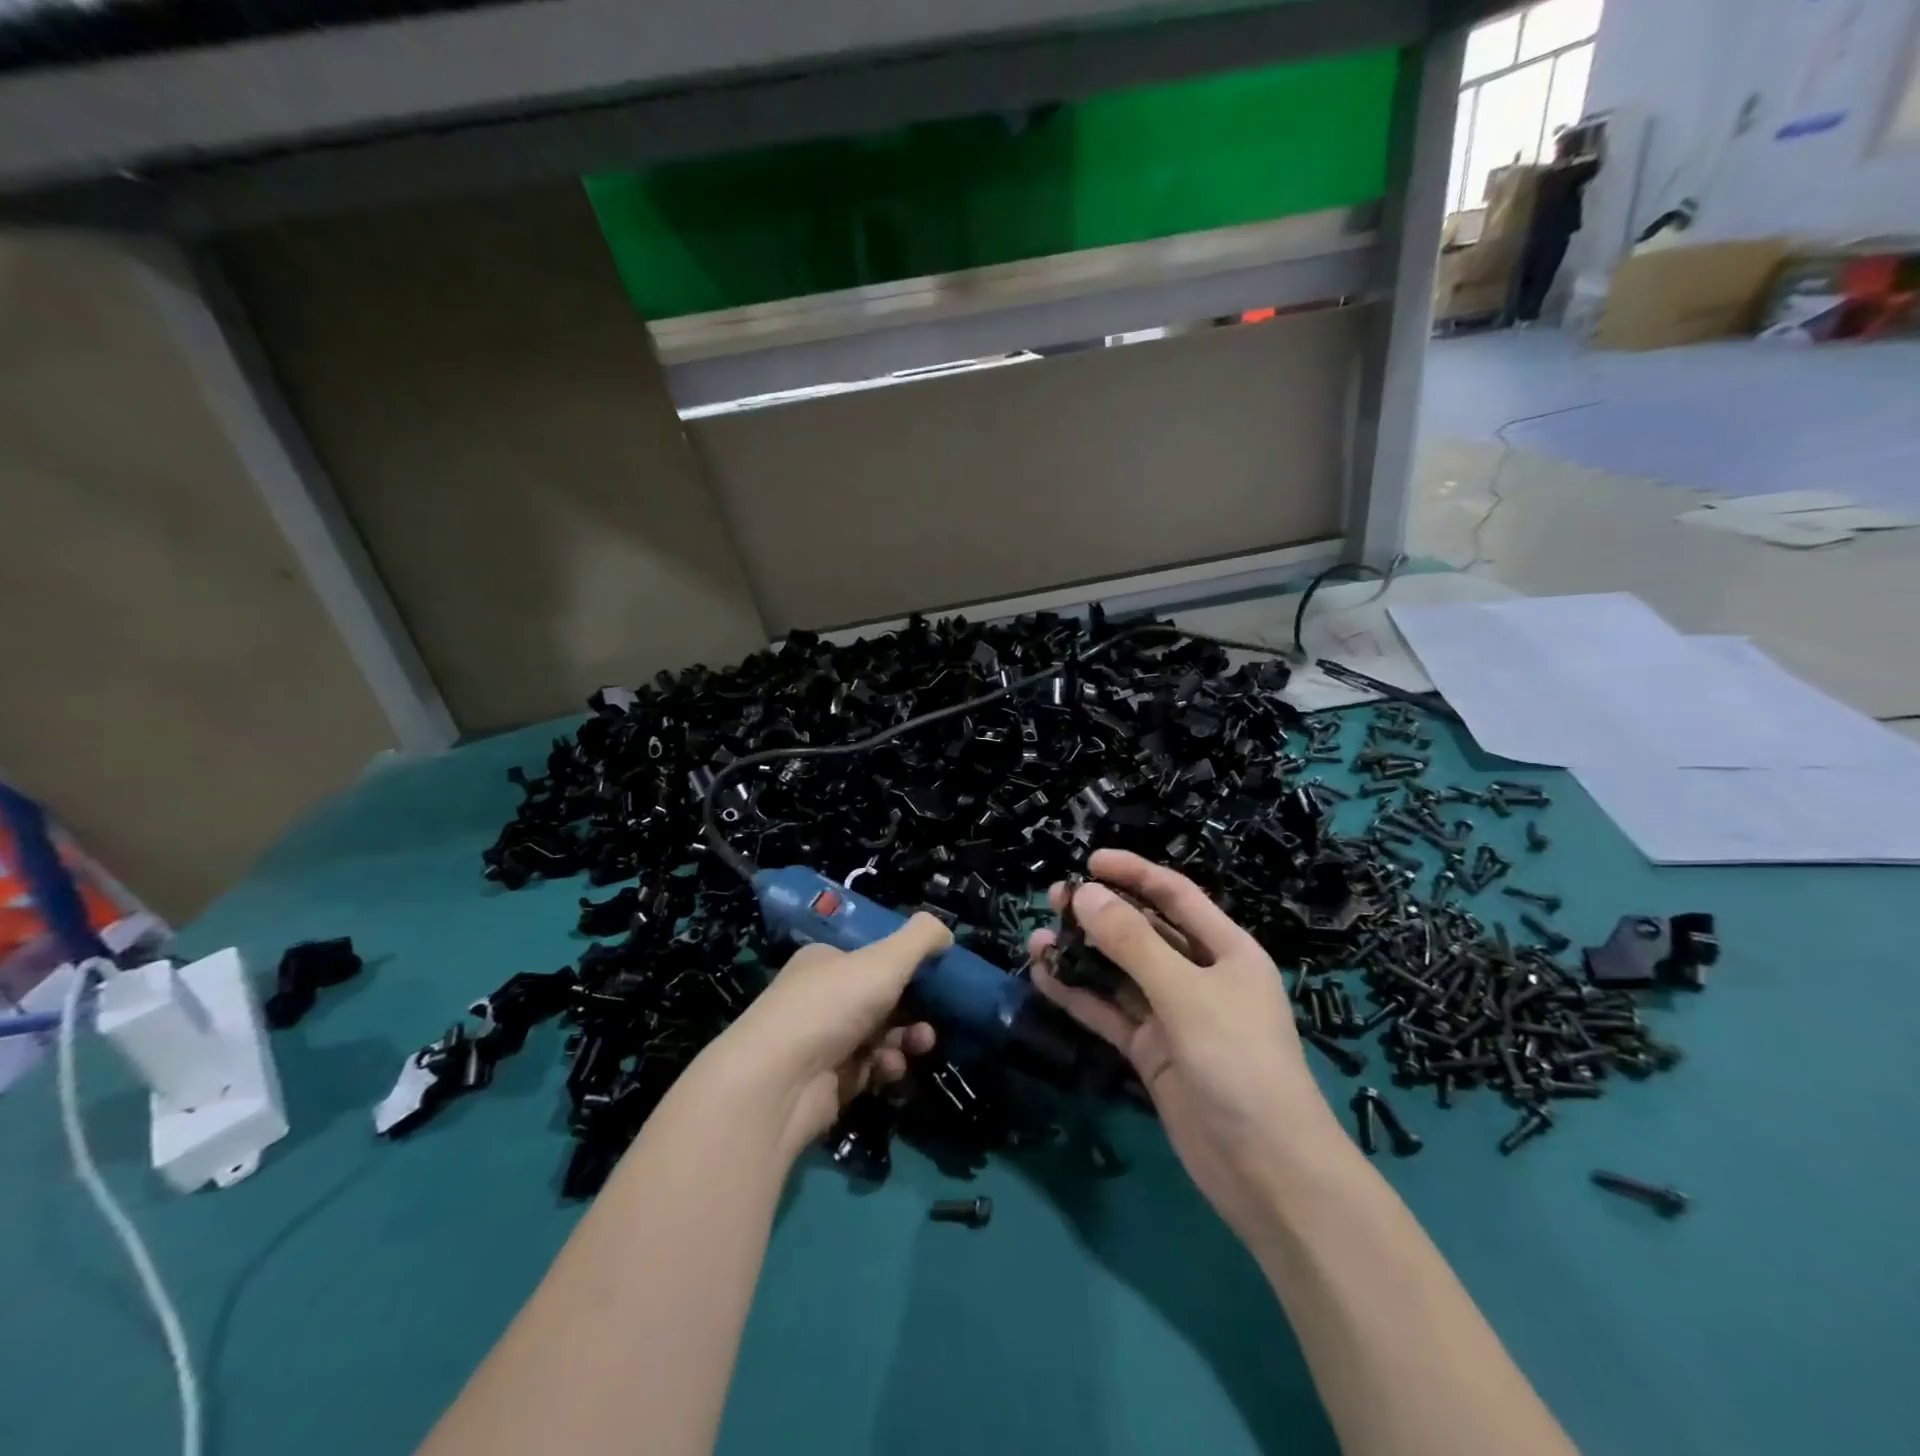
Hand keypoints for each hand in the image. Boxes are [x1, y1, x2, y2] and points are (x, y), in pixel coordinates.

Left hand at [709, 913, 948, 1157]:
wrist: (779, 1083)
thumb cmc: (832, 1005)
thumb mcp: (885, 959)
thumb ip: (920, 939)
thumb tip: (945, 931)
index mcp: (826, 960)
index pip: (871, 956)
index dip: (905, 964)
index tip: (937, 975)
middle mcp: (820, 997)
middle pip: (880, 997)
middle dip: (913, 1006)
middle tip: (937, 1015)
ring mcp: (822, 1042)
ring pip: (879, 1035)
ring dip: (905, 1037)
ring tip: (920, 1044)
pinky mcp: (827, 1083)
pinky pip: (869, 1069)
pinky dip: (885, 1066)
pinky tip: (890, 1068)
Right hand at [1029, 850, 1344, 1241]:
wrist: (1267, 1171)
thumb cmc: (1238, 1061)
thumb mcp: (1185, 993)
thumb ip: (1132, 942)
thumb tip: (1084, 893)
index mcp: (1226, 950)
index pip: (1175, 895)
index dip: (1134, 873)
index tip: (1089, 861)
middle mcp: (1200, 977)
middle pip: (1143, 932)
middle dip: (1100, 913)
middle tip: (1052, 899)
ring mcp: (1174, 1016)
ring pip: (1120, 973)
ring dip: (1082, 956)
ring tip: (1037, 939)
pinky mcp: (1153, 1053)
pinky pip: (1111, 1013)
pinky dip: (1080, 997)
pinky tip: (1044, 979)